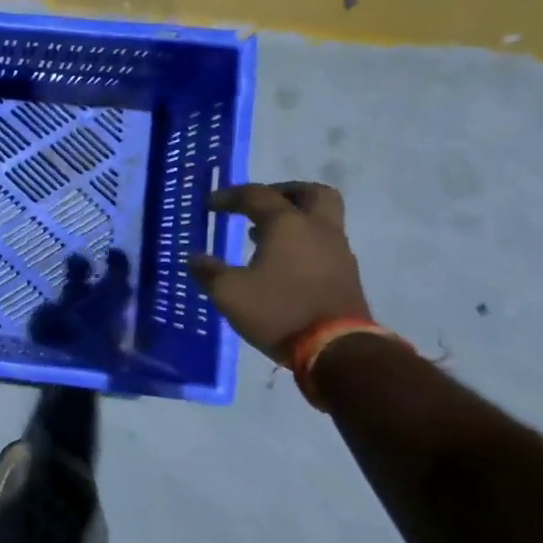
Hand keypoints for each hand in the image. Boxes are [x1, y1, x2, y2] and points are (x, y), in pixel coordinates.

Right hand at [187, 182, 370, 362]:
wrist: (338, 350)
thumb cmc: (279, 310)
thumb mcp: (229, 293)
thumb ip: (209, 272)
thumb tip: (195, 258)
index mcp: (287, 224)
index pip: (257, 195)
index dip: (230, 196)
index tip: (210, 205)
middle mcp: (318, 229)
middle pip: (310, 193)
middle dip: (283, 192)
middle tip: (259, 204)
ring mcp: (338, 252)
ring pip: (321, 220)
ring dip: (294, 221)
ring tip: (262, 237)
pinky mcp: (346, 276)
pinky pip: (323, 245)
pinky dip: (303, 243)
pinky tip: (281, 264)